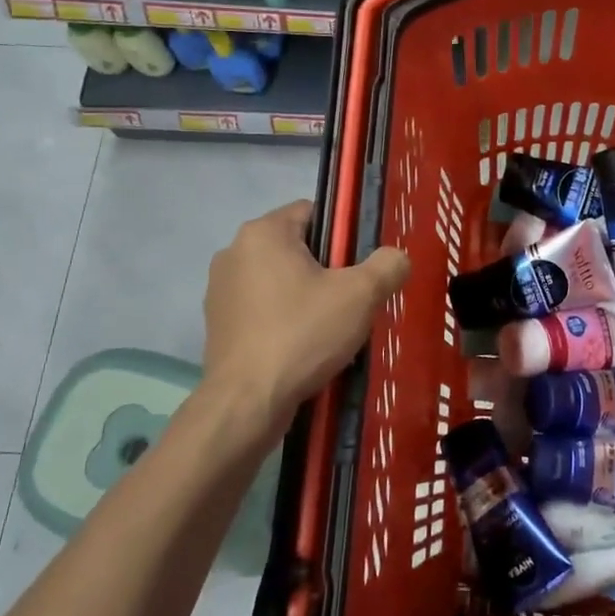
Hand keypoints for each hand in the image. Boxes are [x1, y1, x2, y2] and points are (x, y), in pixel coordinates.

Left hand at [198, 200, 409, 443]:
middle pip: (297, 248)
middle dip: (326, 270)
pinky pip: (262, 309)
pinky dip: (283, 320)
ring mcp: (220, 290)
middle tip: (351, 302)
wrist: (247, 403)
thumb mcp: (361, 295)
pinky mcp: (217, 324)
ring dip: (305, 296)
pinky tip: (302, 348)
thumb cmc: (303, 335)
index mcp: (264, 233)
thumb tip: (397, 258)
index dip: (343, 236)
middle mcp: (234, 252)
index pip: (313, 212)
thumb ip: (388, 266)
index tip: (358, 268)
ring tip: (329, 330)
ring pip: (280, 280)